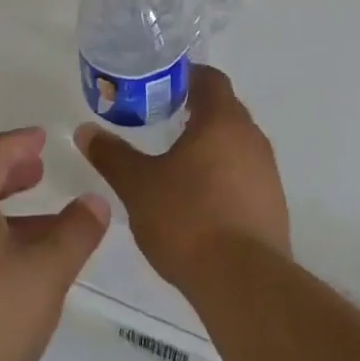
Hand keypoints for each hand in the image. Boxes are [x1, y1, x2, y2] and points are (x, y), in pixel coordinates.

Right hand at [74, 64, 289, 293]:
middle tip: (161, 123)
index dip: (186, 77)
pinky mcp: (274, 205)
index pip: (210, 78)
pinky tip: (200, 201)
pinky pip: (246, 175)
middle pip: (225, 109)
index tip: (160, 88)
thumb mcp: (138, 185)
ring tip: (177, 164)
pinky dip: (224, 176)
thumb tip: (85, 131)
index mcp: (222, 120)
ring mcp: (268, 172)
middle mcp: (251, 137)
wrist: (243, 282)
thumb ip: (112, 155)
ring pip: (237, 144)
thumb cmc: (187, 219)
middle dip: (195, 112)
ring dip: (211, 146)